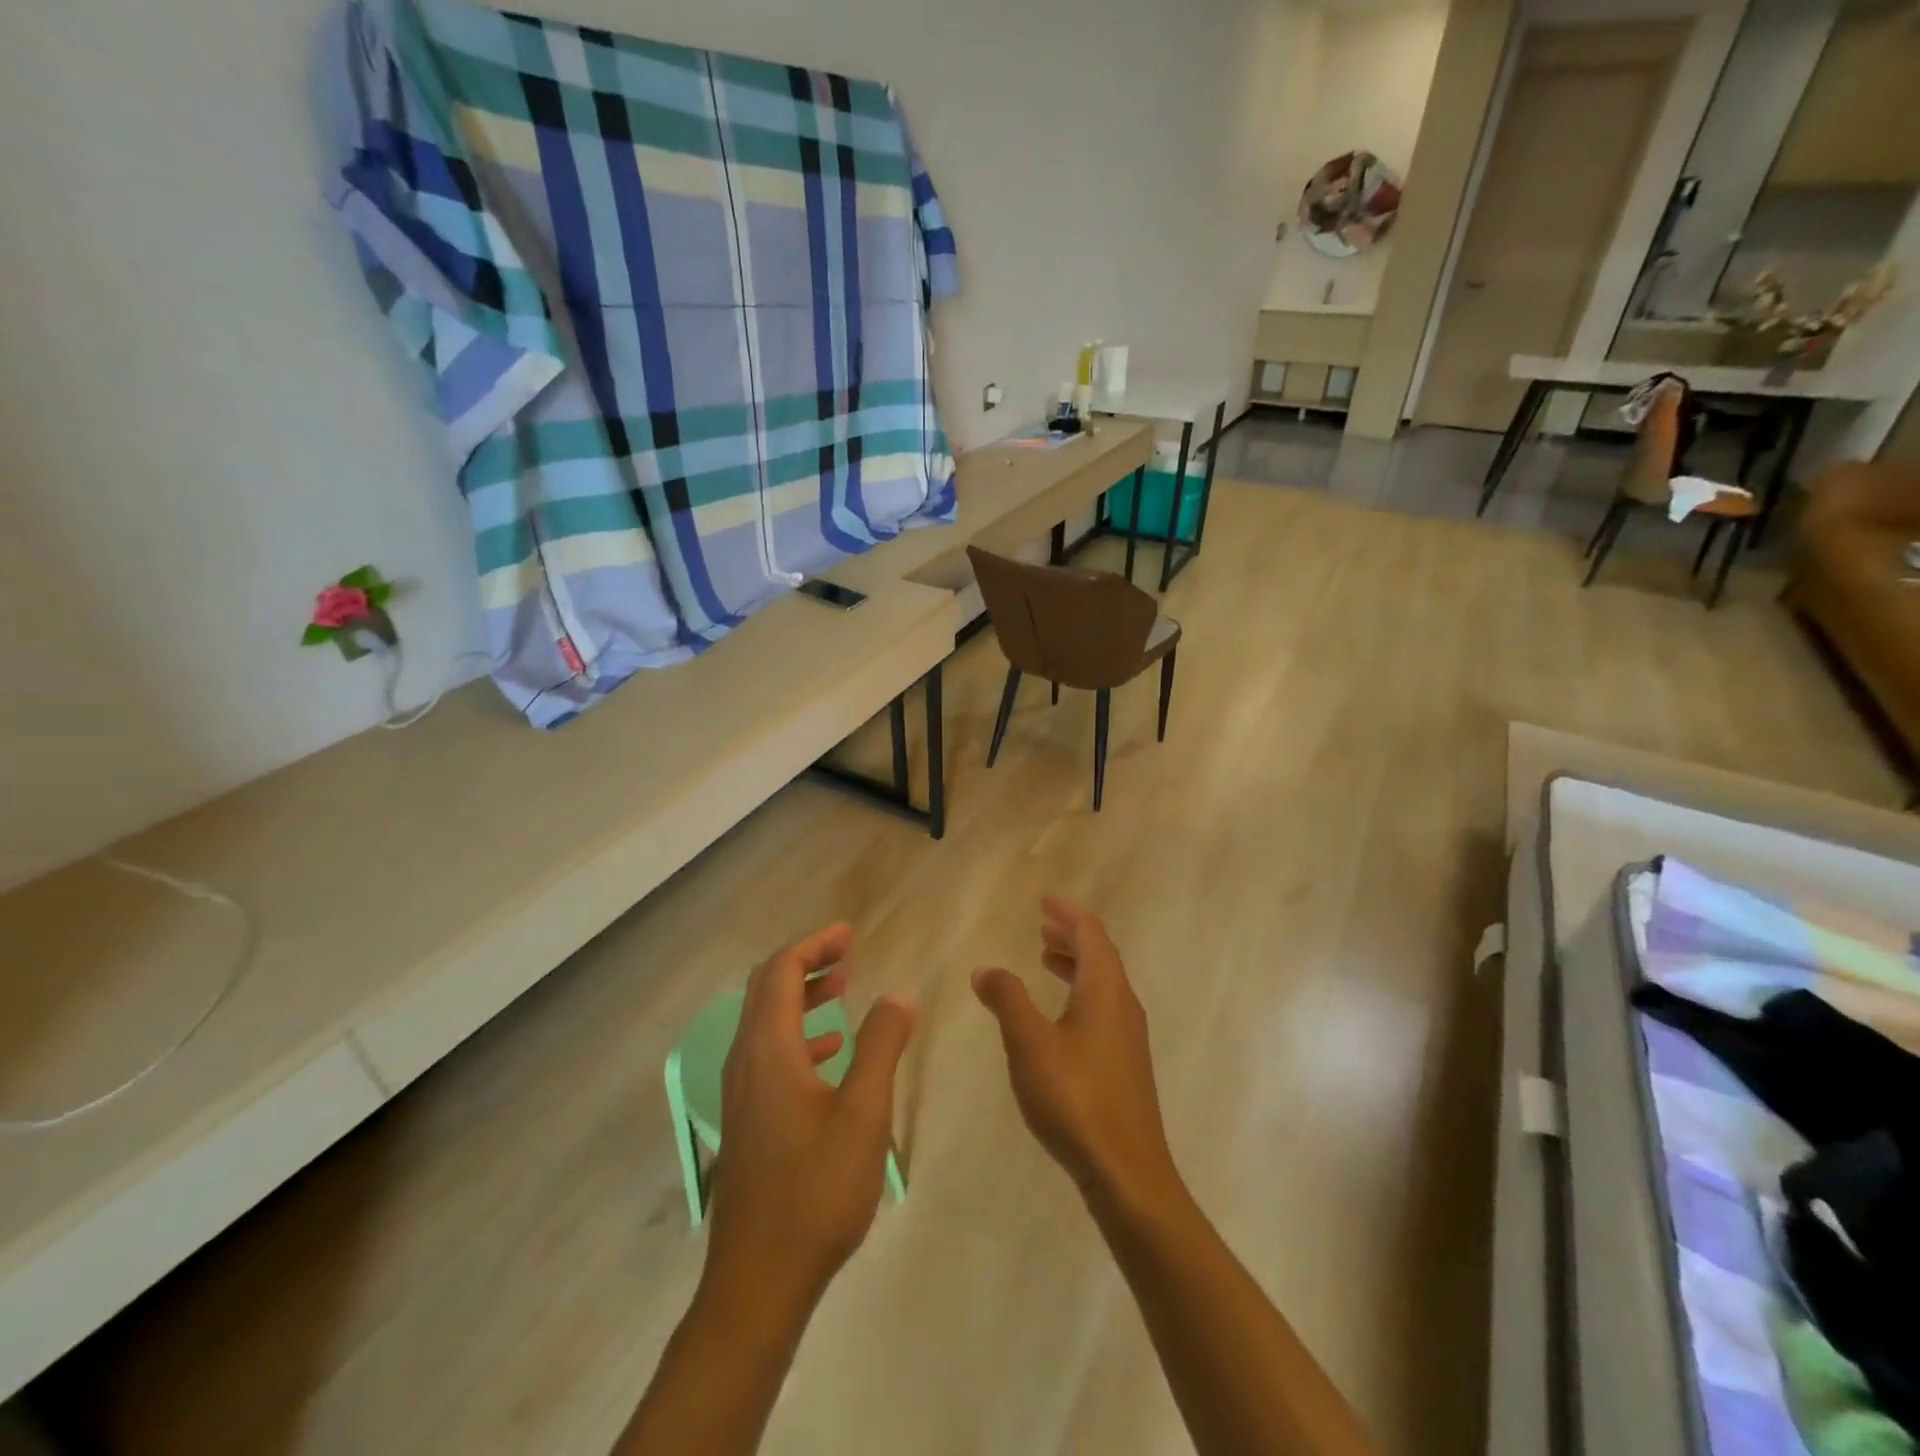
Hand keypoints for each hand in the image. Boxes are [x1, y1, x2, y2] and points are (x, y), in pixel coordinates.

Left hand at [703, 924, 915, 1319]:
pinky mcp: (747, 1120)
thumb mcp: (863, 1113)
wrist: (758, 1281)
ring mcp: (741, 1092)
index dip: (815, 944)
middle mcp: (745, 1061)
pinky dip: (798, 1035)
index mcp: (768, 1049)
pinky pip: (768, 1053)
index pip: (781, 971)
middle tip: (847, 953)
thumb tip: (898, 995)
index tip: (849, 933)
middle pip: (767, 988)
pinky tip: (830, 1054)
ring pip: (765, 1021)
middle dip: (806, 963)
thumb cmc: (815, 1190)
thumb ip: (881, 1046)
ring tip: (842, 992)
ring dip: (801, 998)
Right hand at [972, 899, 1181, 1216]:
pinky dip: (1080, 993)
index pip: (1091, 934)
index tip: (1045, 901)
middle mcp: (1123, 1005)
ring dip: (1075, 965)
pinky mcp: (1125, 1064)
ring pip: (1103, 983)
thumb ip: (1007, 1000)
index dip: (1069, 913)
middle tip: (1043, 925)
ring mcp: (1128, 1037)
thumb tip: (986, 969)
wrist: (1126, 1171)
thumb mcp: (1029, 1043)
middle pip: (1100, 955)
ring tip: (1046, 961)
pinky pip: (1102, 1008)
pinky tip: (1059, 1016)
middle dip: (1071, 935)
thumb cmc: (1075, 1097)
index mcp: (1105, 990)